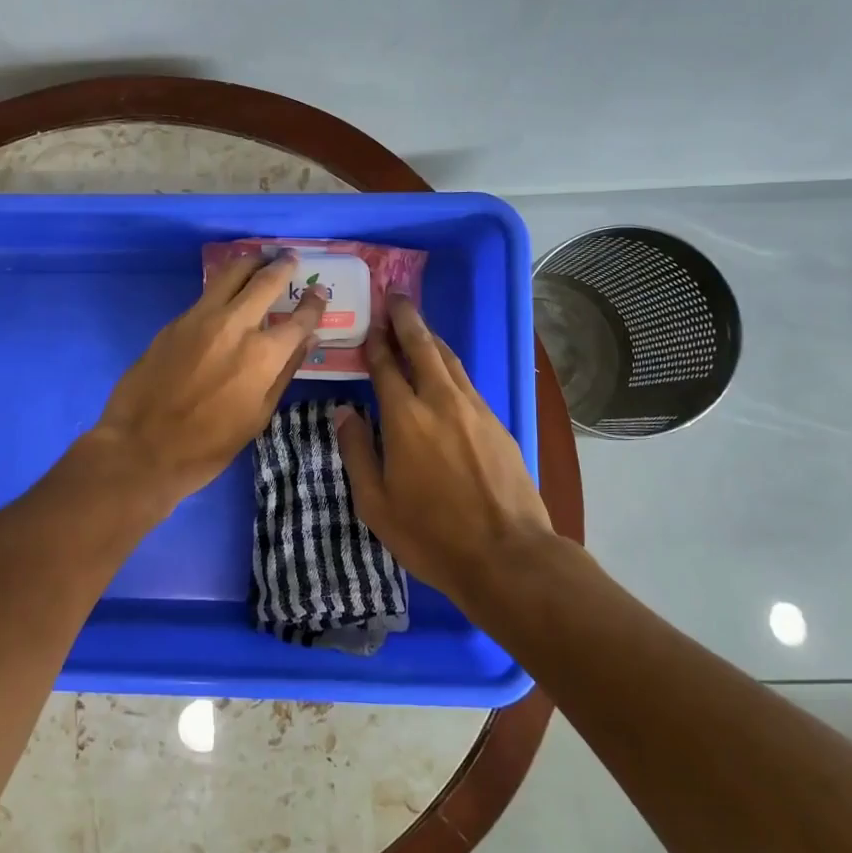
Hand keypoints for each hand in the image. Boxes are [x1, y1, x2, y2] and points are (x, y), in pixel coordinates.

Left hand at [92, 252, 326, 505]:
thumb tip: (305, 341)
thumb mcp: (257, 417)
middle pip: (264, 281)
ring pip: (230, 274)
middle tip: (290, 258)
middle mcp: (234, 325)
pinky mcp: (175, 322)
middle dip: (282, 266)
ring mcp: (200, 318)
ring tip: (260, 260)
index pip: (299, 318)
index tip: (319, 291)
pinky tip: (228, 290)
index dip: (313, 303)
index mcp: (262, 355)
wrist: (140, 448)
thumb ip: (283, 373)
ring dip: (250, 263)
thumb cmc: (207, 446)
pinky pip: (207, 293)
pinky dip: (224, 284)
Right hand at [335, 297, 557, 605]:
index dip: (376, 341)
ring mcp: (475, 410)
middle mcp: (441, 401)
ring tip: (418, 326)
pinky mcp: (498, 423)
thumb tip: (344, 412)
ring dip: (431, 339)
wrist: (507, 555)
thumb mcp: (376, 503)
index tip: (370, 321)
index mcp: (405, 417)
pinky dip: (451, 366)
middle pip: (423, 348)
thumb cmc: (430, 534)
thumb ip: (357, 451)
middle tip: (396, 297)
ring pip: (450, 360)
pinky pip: (468, 382)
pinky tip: (446, 372)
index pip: (386, 366)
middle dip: (407, 320)